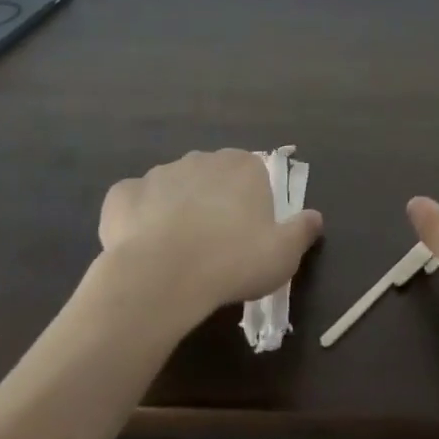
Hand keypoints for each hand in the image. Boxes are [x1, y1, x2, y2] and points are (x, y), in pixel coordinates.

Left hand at [99, 149, 322, 319]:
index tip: (248, 233)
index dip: (250, 202)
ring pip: (173, 188)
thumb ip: (302, 230)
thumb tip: (315, 217)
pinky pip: (133, 202)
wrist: (161, 278)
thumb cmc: (232, 261)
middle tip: (214, 244)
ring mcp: (159, 173)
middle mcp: (202, 159)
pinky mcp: (123, 194)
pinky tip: (141, 246)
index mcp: (242, 166)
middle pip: (212, 177)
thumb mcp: (283, 254)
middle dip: (212, 202)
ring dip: (176, 209)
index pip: (252, 173)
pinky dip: (137, 218)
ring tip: (177, 251)